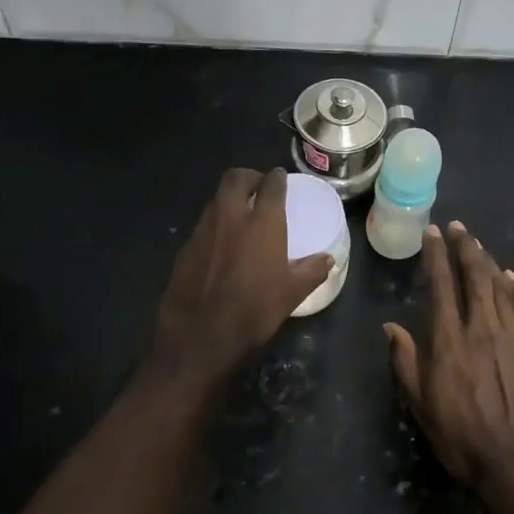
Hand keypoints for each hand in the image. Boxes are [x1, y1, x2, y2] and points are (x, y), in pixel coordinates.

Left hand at [154, 168, 333, 385]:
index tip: (281, 178)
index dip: (277, 178)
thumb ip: (311, 271)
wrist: (199, 336)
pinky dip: (215, 225)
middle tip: (259, 188)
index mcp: (261, 223)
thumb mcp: (292, 294)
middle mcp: (230, 217)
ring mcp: (203, 231)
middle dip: (248, 177)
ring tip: (241, 215)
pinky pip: (204, 225)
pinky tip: (222, 245)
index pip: (270, 186)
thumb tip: (327, 259)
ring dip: (229, 199)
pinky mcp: (185, 248)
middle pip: (235, 179)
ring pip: (215, 200)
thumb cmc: (254, 311)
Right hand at [385, 222, 513, 504]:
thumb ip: (405, 361)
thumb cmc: (460, 437)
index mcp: (449, 341)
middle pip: (475, 277)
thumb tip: (391, 327)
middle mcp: (481, 330)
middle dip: (465, 248)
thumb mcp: (420, 404)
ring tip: (478, 245)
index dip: (436, 256)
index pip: (441, 286)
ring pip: (500, 288)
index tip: (432, 233)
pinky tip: (511, 277)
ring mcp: (511, 338)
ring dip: (488, 262)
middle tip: (458, 228)